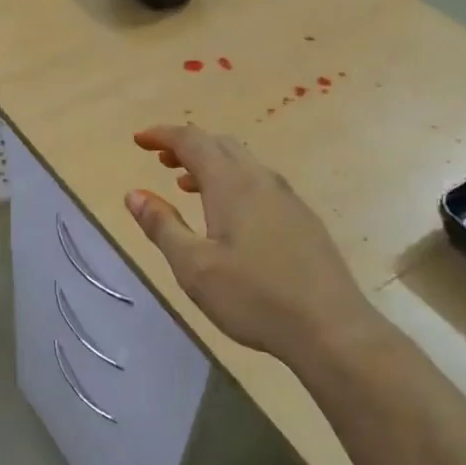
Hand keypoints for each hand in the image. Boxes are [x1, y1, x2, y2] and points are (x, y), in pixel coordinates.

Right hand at [126, 125, 380, 363]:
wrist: (331, 328)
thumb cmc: (253, 297)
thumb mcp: (193, 266)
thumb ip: (162, 226)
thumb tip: (134, 194)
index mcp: (232, 184)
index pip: (192, 141)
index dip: (163, 136)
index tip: (138, 140)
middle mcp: (262, 181)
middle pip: (220, 144)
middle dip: (186, 145)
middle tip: (159, 159)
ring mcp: (288, 199)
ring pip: (243, 163)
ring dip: (210, 164)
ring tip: (185, 184)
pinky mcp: (302, 220)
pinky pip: (259, 183)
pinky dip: (232, 182)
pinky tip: (227, 215)